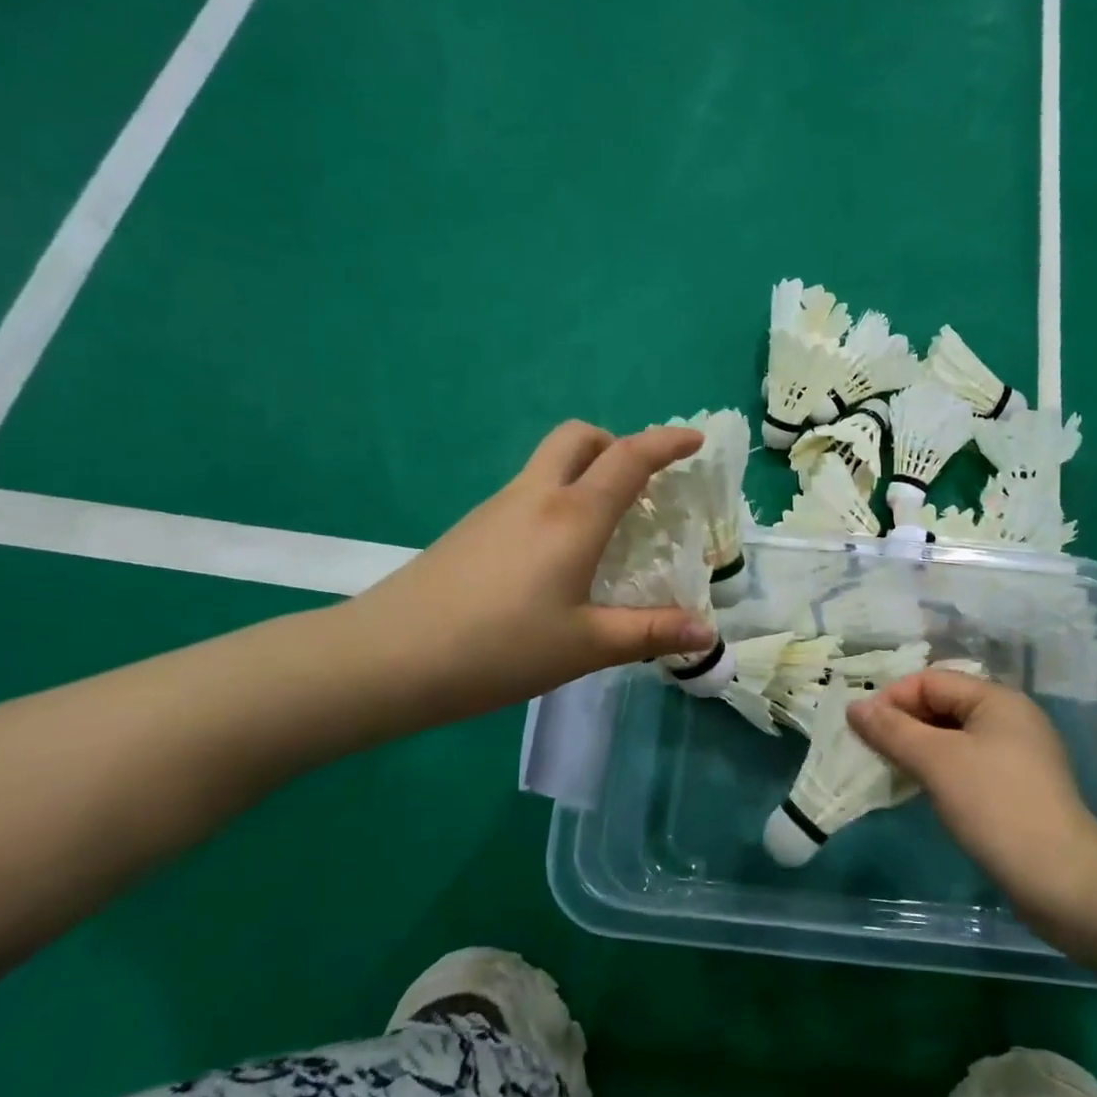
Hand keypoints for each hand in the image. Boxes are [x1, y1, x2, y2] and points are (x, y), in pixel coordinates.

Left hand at [337, 421, 715, 724]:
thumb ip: (651, 633)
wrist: (387, 658)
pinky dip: (557, 500)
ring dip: (585, 473)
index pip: (629, 458)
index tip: (695, 442)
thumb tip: (709, 633)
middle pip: (579, 438)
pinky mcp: (471, 528)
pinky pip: (527, 493)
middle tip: (639, 487)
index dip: (667, 442)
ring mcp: (497, 508)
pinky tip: (557, 557)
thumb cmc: (499, 648)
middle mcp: (536, 497)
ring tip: (606, 530)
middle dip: (616, 445)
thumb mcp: (586, 646)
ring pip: (549, 464)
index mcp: (573, 516)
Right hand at [849, 670, 1096, 933]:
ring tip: (888, 770)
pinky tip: (921, 789)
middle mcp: (1011, 717)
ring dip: (918, 748)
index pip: (931, 681)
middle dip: (903, 724)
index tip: (860, 729)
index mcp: (997, 699)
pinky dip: (939, 769)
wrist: (1060, 879)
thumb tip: (854, 706)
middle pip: (943, 705)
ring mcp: (1018, 754)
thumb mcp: (936, 761)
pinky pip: (967, 763)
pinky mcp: (1017, 787)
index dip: (892, 699)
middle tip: (869, 750)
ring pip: (953, 737)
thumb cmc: (994, 806)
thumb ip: (892, 730)